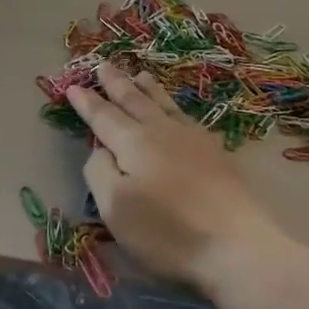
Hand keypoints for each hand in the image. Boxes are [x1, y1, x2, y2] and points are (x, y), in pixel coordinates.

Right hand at [69, 61, 279, 293]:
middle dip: (116, 84)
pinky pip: (185, 116)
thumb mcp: (115, 207)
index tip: (73, 86)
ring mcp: (192, 139)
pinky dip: (173, 106)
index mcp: (133, 143)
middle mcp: (161, 131)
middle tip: (104, 64)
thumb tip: (101, 149)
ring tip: (139, 74)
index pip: (104, 117)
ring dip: (147, 89)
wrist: (235, 244)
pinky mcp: (215, 153)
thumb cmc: (166, 231)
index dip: (87, 102)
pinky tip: (176, 110)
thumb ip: (99, 172)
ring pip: (163, 104)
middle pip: (134, 101)